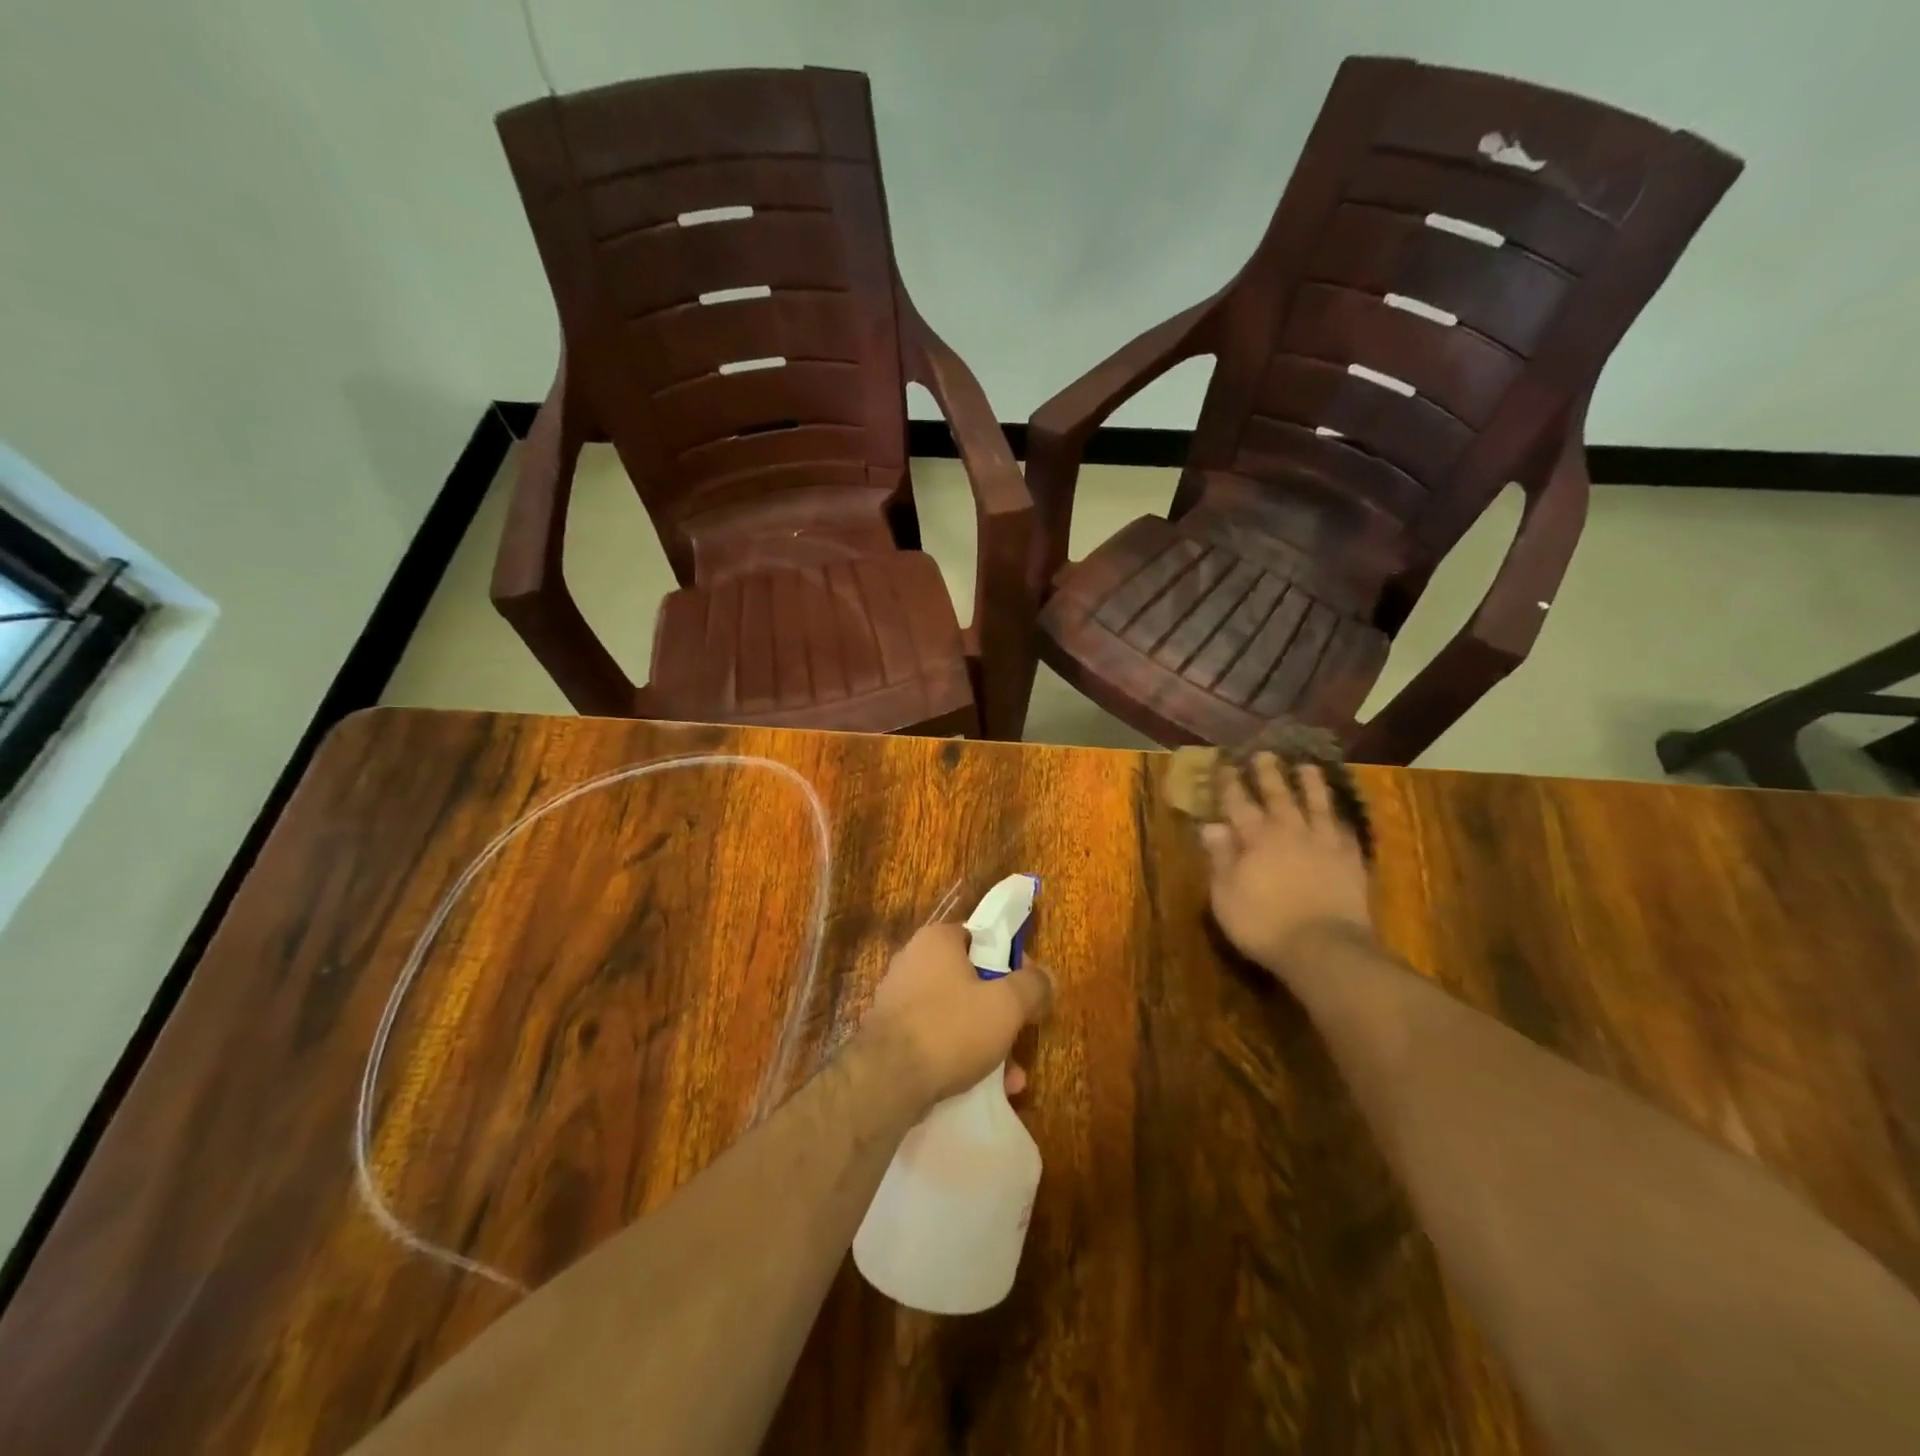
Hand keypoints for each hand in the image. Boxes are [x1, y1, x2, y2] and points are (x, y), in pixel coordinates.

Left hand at [856, 923, 1052, 1112]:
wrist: (886, 1082)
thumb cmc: (951, 1028)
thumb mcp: (1006, 1005)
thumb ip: (1032, 985)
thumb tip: (1045, 977)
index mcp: (936, 940)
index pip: (981, 936)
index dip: (1010, 960)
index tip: (1028, 988)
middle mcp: (913, 961)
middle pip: (970, 978)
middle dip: (1001, 1009)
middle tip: (1022, 1031)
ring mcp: (898, 1000)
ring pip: (956, 1013)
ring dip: (986, 1039)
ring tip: (1011, 1074)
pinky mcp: (891, 1035)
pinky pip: (937, 1038)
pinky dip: (961, 1056)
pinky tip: (985, 1086)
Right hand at [1201, 755, 1374, 970]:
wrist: (1324, 948)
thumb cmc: (1264, 924)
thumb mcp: (1225, 895)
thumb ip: (1220, 857)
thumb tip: (1211, 825)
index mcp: (1256, 838)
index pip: (1239, 803)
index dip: (1231, 783)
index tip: (1226, 764)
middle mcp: (1290, 831)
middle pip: (1278, 795)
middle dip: (1268, 774)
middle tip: (1265, 754)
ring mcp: (1324, 844)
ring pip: (1317, 804)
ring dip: (1310, 784)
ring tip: (1307, 767)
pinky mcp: (1351, 860)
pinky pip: (1345, 830)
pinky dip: (1340, 817)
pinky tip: (1340, 813)